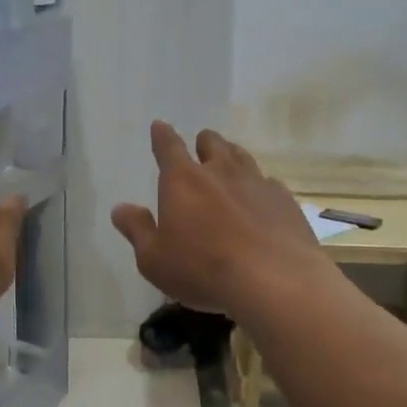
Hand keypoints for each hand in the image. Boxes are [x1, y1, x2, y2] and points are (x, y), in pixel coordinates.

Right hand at [111, 122, 326, 320]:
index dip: (162, 135)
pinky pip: (269, 184)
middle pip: (212, 143)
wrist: (274, 280)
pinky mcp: (285, 201)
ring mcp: (257, 183)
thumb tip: (120, 208)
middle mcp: (220, 172)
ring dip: (232, 157)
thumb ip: (137, 230)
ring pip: (242, 157)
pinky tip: (260, 202)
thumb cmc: (202, 269)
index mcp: (183, 180)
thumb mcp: (154, 260)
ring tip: (229, 165)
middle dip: (203, 143)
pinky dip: (260, 188)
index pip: (168, 147)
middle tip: (200, 148)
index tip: (160, 125)